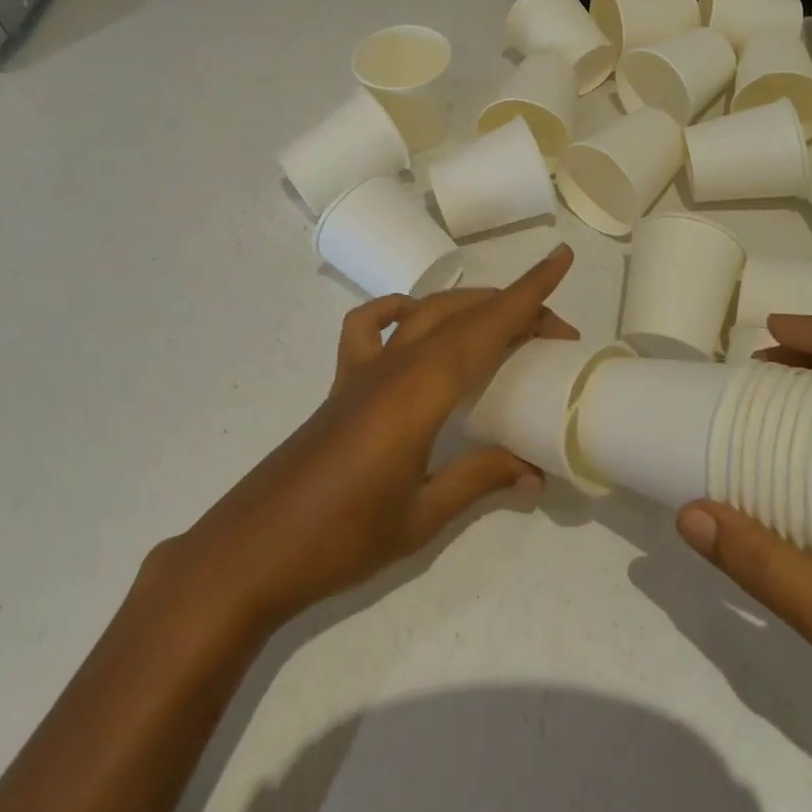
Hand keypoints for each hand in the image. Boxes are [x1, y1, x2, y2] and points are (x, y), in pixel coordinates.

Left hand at [153, 246, 577, 641]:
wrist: (250, 553)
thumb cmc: (341, 539)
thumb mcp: (422, 516)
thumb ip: (480, 481)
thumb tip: (535, 474)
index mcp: (422, 391)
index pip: (487, 327)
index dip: (529, 292)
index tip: (562, 258)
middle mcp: (396, 365)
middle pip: (466, 315)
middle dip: (516, 309)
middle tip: (555, 333)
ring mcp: (364, 369)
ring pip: (427, 313)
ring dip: (471, 307)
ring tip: (504, 323)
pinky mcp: (342, 382)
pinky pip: (369, 326)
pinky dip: (396, 309)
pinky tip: (414, 320)